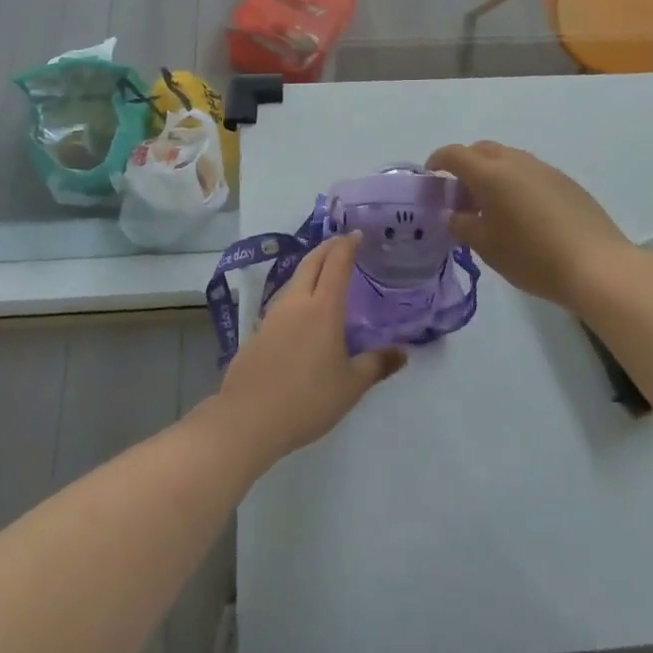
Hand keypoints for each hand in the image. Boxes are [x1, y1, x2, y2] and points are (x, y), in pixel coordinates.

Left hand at [212, 234, 404, 467]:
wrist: (248, 418)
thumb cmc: (307, 399)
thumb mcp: (351, 386)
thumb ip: (377, 365)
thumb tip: (404, 352)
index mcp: (323, 308)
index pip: (337, 263)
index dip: (348, 245)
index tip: (357, 234)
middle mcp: (297, 302)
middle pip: (312, 262)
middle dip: (328, 247)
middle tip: (342, 242)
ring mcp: (273, 314)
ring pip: (295, 278)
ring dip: (311, 267)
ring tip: (324, 271)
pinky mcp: (258, 331)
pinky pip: (283, 299)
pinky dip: (297, 291)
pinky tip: (301, 309)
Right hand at [428, 141, 632, 310]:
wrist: (597, 265)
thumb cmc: (532, 257)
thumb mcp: (487, 247)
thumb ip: (462, 225)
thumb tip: (454, 214)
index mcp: (490, 173)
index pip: (454, 154)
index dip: (438, 161)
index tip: (431, 176)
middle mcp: (516, 161)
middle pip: (482, 150)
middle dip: (466, 164)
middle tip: (460, 193)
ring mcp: (544, 168)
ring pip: (508, 159)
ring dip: (493, 172)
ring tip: (492, 205)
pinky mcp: (565, 181)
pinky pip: (530, 172)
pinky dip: (516, 182)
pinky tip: (523, 213)